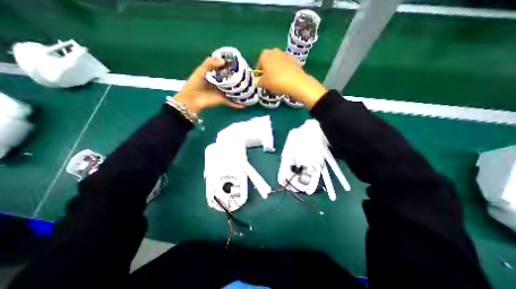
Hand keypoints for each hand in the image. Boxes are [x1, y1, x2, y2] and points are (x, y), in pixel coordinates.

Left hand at [173, 58, 244, 113]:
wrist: (192, 99)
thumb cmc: (195, 83)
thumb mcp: (201, 70)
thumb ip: (210, 63)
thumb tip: (224, 61)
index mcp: (215, 75)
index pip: (225, 69)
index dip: (231, 66)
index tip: (240, 63)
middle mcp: (220, 83)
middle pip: (231, 80)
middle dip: (238, 78)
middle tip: (248, 75)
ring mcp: (223, 92)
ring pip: (233, 91)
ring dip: (240, 90)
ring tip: (250, 88)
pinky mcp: (223, 100)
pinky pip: (232, 103)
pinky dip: (237, 105)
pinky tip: (244, 105)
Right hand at [257, 48, 325, 109]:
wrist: (294, 81)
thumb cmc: (275, 80)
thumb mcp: (263, 83)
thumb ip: (259, 81)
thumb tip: (258, 81)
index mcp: (264, 55)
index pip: (258, 66)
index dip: (258, 75)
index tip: (260, 81)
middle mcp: (274, 51)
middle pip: (268, 62)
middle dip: (267, 70)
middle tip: (268, 81)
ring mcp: (285, 54)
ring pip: (277, 63)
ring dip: (276, 70)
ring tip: (277, 81)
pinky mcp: (294, 59)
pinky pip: (286, 66)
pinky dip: (284, 71)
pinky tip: (285, 79)